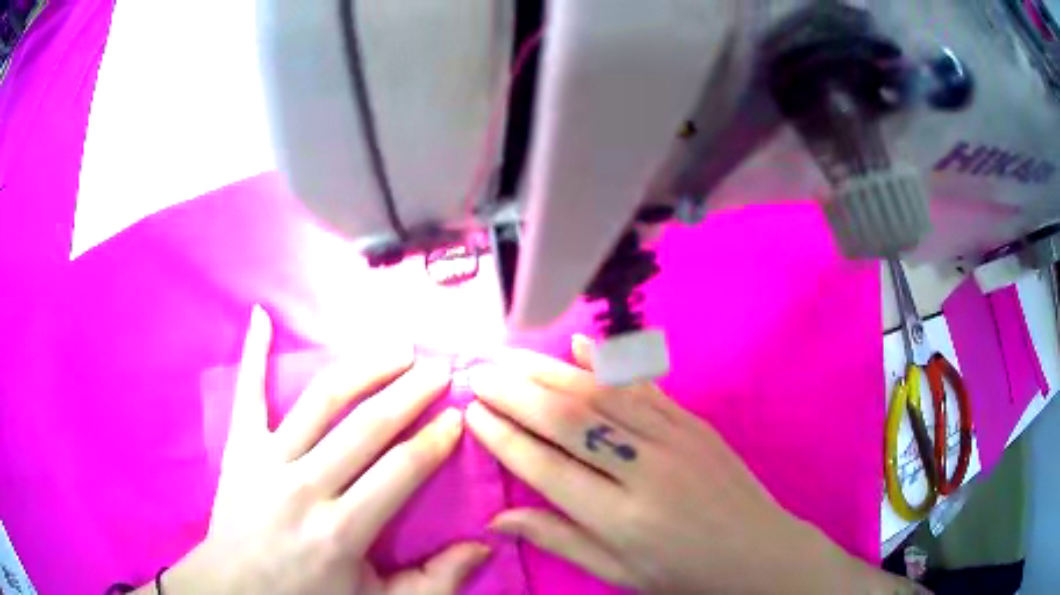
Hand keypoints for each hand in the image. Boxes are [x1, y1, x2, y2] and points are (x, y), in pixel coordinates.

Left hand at [155, 306, 487, 594]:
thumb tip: (484, 545)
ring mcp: (266, 459)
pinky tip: (261, 314)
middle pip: (367, 426)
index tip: (459, 414)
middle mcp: (304, 486)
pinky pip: (248, 394)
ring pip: (321, 400)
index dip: (435, 440)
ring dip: (363, 367)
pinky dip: (254, 352)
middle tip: (441, 366)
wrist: (234, 591)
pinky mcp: (239, 447)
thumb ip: (434, 581)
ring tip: (397, 346)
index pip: (401, 470)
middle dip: (411, 392)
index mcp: (341, 529)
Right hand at [466, 335, 923, 594]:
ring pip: (601, 394)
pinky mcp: (693, 422)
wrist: (757, 552)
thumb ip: (559, 540)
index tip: (471, 413)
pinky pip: (643, 385)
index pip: (545, 467)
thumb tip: (497, 520)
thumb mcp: (617, 573)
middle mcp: (644, 469)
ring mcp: (673, 438)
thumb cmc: (683, 573)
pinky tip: (579, 345)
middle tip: (478, 373)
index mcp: (620, 517)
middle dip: (515, 393)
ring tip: (509, 357)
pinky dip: (607, 363)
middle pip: (568, 420)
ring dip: (548, 371)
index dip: (503, 437)